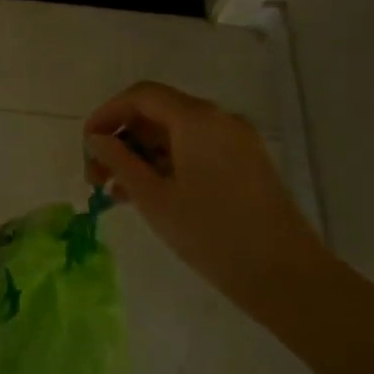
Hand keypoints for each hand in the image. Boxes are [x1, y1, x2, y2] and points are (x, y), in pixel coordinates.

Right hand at [84, 81, 329, 322]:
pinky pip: (196, 149)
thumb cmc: (212, 234)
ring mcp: (236, 141)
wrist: (287, 277)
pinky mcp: (246, 163)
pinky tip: (150, 194)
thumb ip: (118, 161)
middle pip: (157, 112)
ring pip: (175, 133)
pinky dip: (167, 163)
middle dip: (122, 138)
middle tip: (98, 177)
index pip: (140, 96)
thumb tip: (96, 139)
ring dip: (142, 154)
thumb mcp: (154, 198)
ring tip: (118, 192)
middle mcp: (218, 119)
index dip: (107, 114)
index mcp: (196, 119)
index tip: (87, 146)